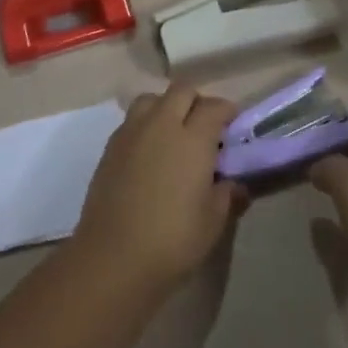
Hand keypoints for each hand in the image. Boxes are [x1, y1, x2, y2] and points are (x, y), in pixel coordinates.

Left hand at [72, 85, 246, 301]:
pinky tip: (150, 152)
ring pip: (152, 99)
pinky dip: (146, 125)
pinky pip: (132, 120)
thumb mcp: (212, 222)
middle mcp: (162, 124)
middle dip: (197, 101)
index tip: (233, 124)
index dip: (227, 111)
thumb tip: (236, 184)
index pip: (214, 107)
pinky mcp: (111, 146)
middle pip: (182, 91)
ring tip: (173, 134)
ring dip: (166, 106)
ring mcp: (132, 132)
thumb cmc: (172, 240)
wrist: (113, 256)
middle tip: (205, 127)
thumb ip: (227, 196)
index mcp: (192, 138)